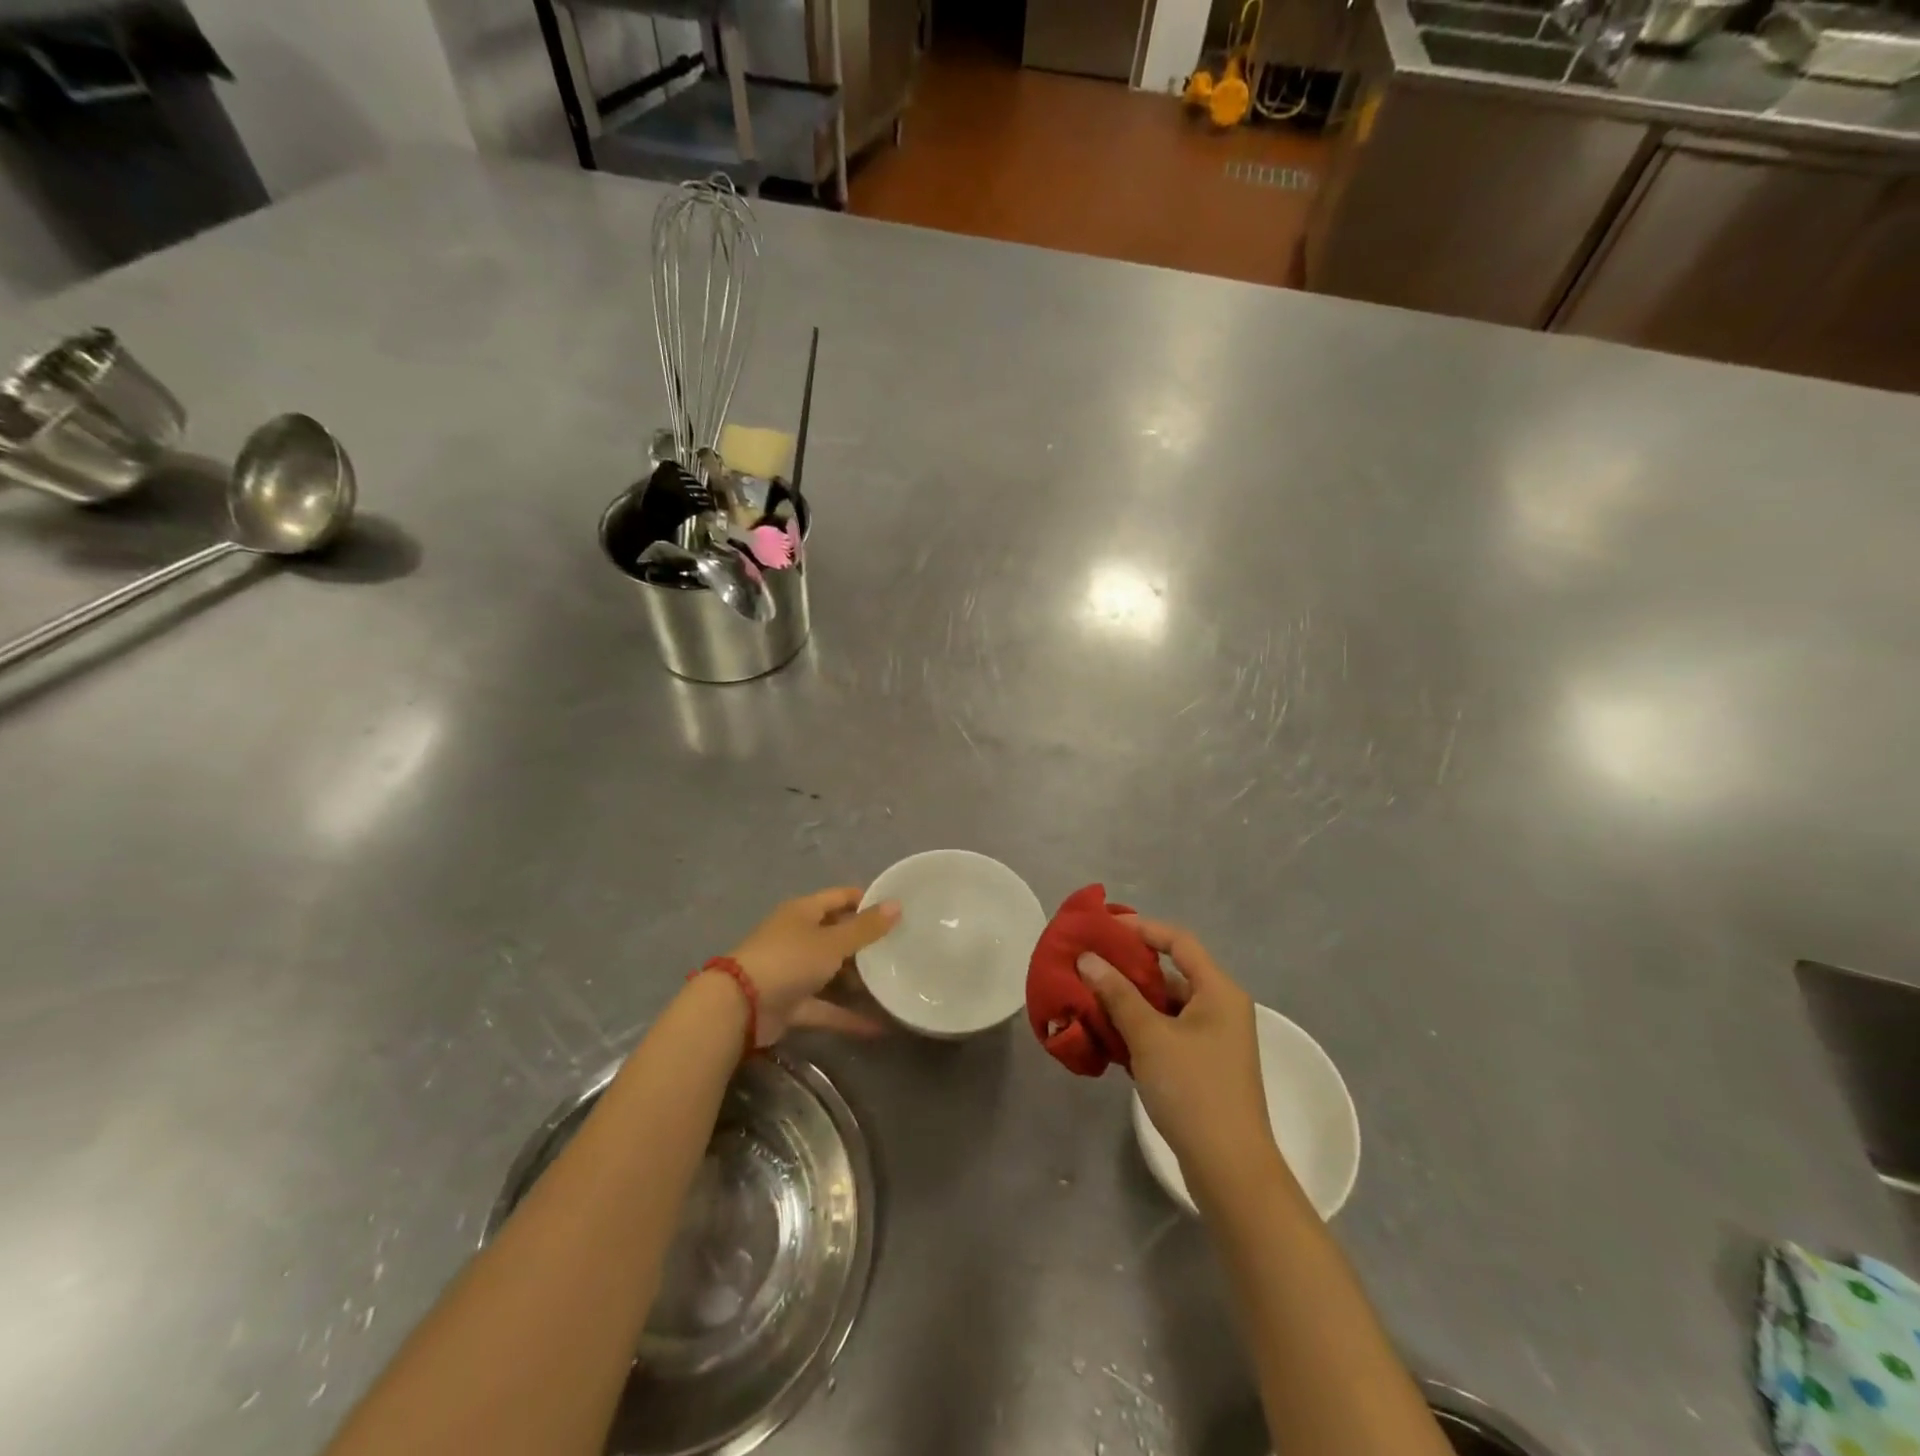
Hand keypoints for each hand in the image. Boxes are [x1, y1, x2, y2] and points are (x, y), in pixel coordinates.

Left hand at [726, 887, 899, 1044]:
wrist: (740, 1006)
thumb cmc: (789, 960)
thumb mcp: (832, 942)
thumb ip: (865, 928)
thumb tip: (897, 904)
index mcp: (804, 912)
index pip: (840, 897)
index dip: (866, 900)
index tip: (897, 909)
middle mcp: (798, 937)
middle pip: (837, 934)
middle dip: (866, 943)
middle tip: (901, 949)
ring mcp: (793, 971)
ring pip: (832, 972)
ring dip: (858, 981)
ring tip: (894, 984)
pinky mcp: (791, 1003)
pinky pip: (825, 1006)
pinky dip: (847, 1015)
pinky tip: (879, 1027)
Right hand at [1078, 917, 1281, 1205]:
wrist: (1229, 1169)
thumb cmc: (1193, 1090)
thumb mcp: (1149, 1036)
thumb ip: (1117, 993)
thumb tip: (1087, 958)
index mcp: (1218, 991)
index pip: (1178, 941)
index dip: (1142, 928)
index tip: (1104, 928)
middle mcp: (1220, 1008)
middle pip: (1170, 973)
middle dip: (1128, 968)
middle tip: (1088, 963)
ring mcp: (1213, 1039)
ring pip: (1165, 1006)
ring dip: (1129, 1001)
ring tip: (1088, 997)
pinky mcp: (1202, 1066)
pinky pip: (1166, 1032)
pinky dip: (1139, 1028)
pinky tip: (1107, 1034)